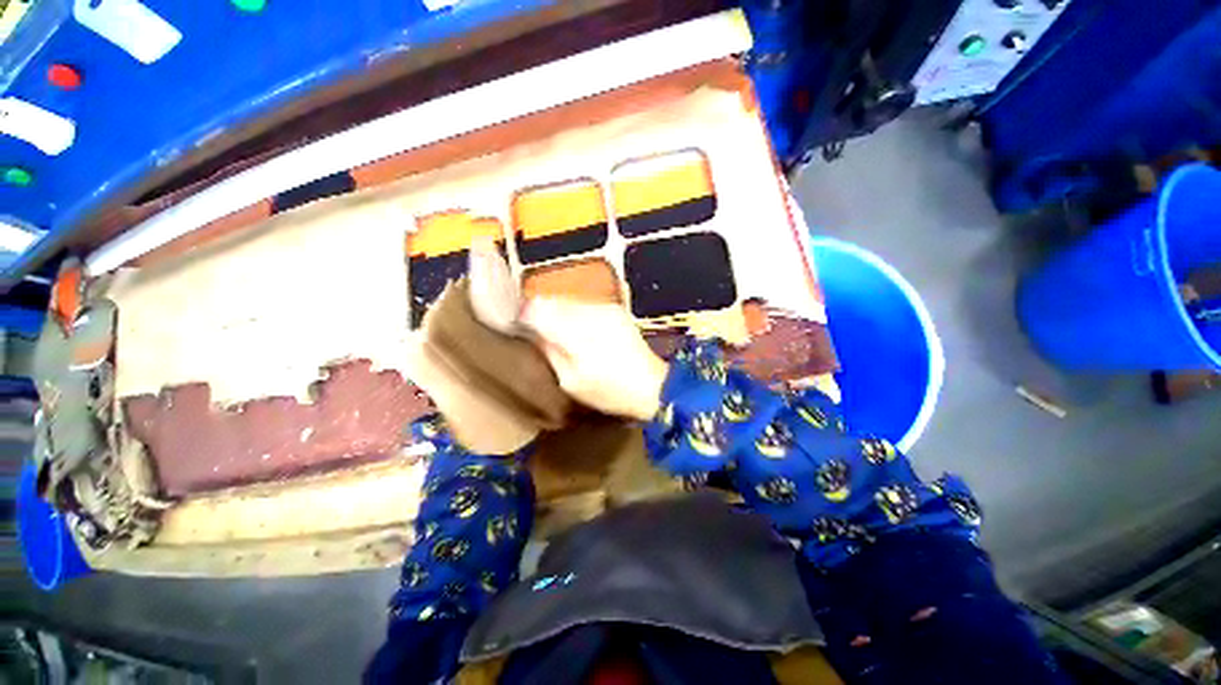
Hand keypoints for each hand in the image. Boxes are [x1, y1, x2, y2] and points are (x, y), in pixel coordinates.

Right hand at [522, 298, 667, 420]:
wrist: (651, 384)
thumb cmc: (609, 391)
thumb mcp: (570, 381)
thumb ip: (550, 352)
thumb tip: (534, 332)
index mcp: (574, 331)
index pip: (536, 308)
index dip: (524, 316)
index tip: (521, 328)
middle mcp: (588, 311)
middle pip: (552, 300)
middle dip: (541, 313)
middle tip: (539, 332)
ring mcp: (604, 307)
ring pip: (568, 300)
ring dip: (559, 312)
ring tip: (560, 333)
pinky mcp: (615, 309)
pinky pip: (585, 304)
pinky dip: (575, 313)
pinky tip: (580, 330)